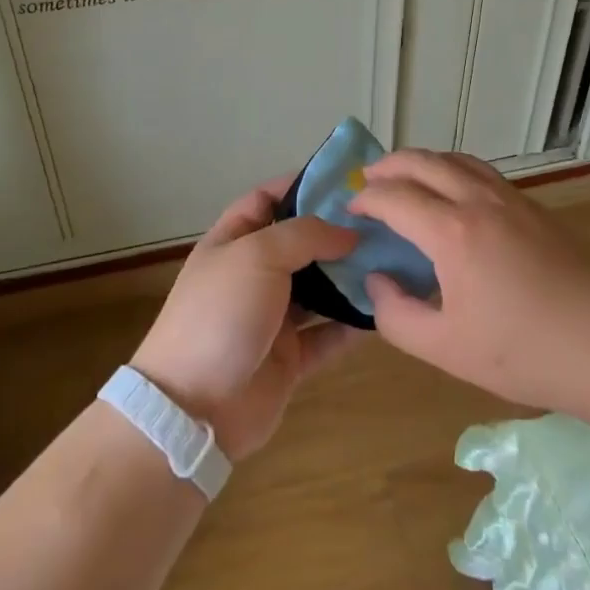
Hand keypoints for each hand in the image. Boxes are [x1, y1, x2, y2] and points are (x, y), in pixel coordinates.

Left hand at [131, 178, 362, 460]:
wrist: (194, 409)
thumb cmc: (220, 314)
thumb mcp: (257, 255)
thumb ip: (305, 235)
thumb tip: (348, 232)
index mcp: (233, 242)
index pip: (267, 200)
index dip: (300, 185)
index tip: (345, 180)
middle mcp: (253, 275)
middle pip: (300, 244)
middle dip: (336, 233)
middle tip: (384, 223)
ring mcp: (272, 318)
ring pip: (319, 289)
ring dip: (350, 277)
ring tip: (394, 260)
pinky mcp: (290, 358)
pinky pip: (328, 334)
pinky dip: (353, 324)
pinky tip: (385, 308)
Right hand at [354, 149, 589, 414]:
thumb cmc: (521, 351)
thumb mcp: (445, 348)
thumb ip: (397, 315)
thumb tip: (378, 281)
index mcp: (452, 232)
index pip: (395, 197)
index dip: (366, 200)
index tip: (350, 210)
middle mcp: (477, 201)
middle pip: (423, 162)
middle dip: (388, 166)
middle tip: (367, 180)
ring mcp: (509, 198)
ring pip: (455, 159)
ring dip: (422, 161)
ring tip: (404, 177)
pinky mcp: (532, 207)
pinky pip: (480, 171)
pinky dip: (451, 169)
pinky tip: (452, 193)